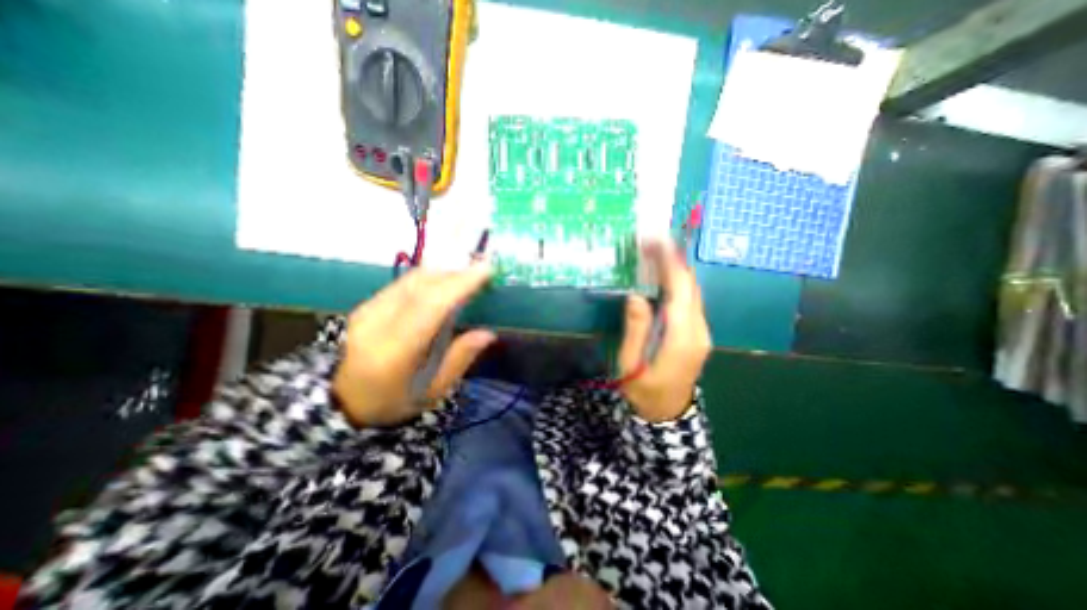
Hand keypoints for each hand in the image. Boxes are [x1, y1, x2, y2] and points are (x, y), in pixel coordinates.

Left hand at [334, 264, 498, 427]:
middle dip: (456, 274)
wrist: (342, 401)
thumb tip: (488, 333)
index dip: (459, 285)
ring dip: (444, 273)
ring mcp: (367, 309)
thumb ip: (460, 359)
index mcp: (394, 352)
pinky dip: (430, 278)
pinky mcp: (366, 303)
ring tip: (468, 276)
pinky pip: (404, 282)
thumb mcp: (433, 391)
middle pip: (420, 285)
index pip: (429, 306)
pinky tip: (445, 284)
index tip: (485, 270)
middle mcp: (376, 323)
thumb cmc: (394, 401)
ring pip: (411, 278)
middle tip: (483, 271)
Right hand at [621, 241, 714, 420]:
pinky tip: (662, 276)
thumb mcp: (630, 364)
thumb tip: (636, 295)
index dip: (670, 263)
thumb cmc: (643, 390)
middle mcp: (699, 331)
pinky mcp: (698, 333)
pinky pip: (690, 301)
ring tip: (655, 252)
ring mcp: (702, 332)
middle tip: (651, 241)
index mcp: (682, 338)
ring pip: (693, 292)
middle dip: (674, 260)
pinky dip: (678, 283)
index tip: (657, 241)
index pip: (680, 291)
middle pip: (691, 287)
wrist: (667, 413)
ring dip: (676, 269)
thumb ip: (636, 329)